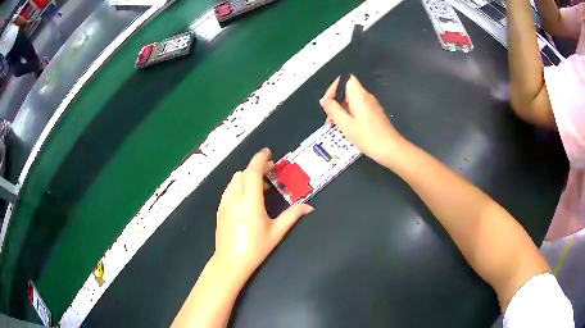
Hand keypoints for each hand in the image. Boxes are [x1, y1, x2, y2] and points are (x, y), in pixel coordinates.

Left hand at [214, 148, 313, 282]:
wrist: (230, 262)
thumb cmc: (255, 248)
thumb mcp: (276, 232)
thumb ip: (293, 216)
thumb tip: (309, 207)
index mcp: (250, 202)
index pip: (252, 172)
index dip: (260, 159)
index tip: (268, 153)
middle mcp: (235, 198)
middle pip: (243, 173)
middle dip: (256, 168)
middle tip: (271, 172)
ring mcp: (225, 203)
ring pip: (235, 180)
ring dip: (247, 176)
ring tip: (261, 186)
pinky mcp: (220, 208)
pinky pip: (230, 189)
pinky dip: (240, 185)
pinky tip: (248, 197)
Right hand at [319, 76, 403, 165]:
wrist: (391, 150)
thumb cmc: (369, 137)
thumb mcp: (346, 125)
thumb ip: (334, 110)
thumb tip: (324, 100)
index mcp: (359, 96)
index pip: (345, 79)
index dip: (333, 88)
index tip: (328, 103)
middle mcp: (366, 97)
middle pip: (347, 89)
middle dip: (335, 101)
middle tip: (330, 118)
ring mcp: (371, 105)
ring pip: (352, 100)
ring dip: (341, 109)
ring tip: (336, 125)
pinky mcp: (374, 113)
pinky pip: (358, 108)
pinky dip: (349, 114)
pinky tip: (347, 128)